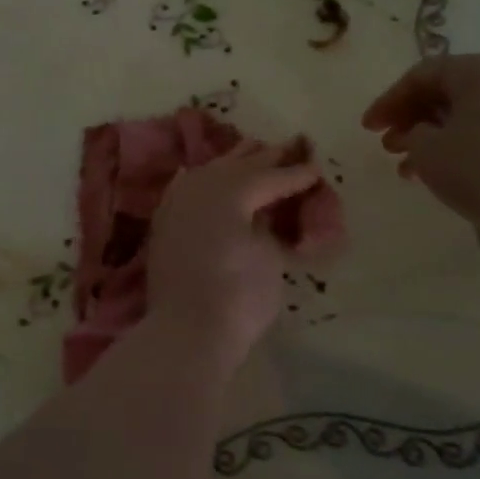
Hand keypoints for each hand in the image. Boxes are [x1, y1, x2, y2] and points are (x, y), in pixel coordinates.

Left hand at [146, 140, 330, 360]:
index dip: (295, 174)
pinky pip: (183, 187)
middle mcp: (200, 187)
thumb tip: (260, 211)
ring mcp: (177, 203)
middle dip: (265, 158)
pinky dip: (198, 178)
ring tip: (252, 150)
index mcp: (230, 190)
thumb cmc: (238, 295)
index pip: (270, 177)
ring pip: (209, 171)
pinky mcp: (164, 223)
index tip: (316, 168)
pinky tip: (198, 172)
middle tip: (289, 148)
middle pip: (238, 165)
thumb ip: (266, 224)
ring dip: (232, 162)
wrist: (186, 330)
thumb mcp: (267, 255)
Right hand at [362, 53, 479, 234]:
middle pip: (449, 92)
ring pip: (474, 114)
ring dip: (439, 137)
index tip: (368, 129)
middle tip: (389, 147)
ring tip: (416, 170)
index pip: (421, 75)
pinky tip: (457, 175)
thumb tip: (421, 133)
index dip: (388, 101)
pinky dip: (470, 146)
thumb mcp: (428, 152)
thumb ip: (411, 135)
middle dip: (413, 119)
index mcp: (479, 69)